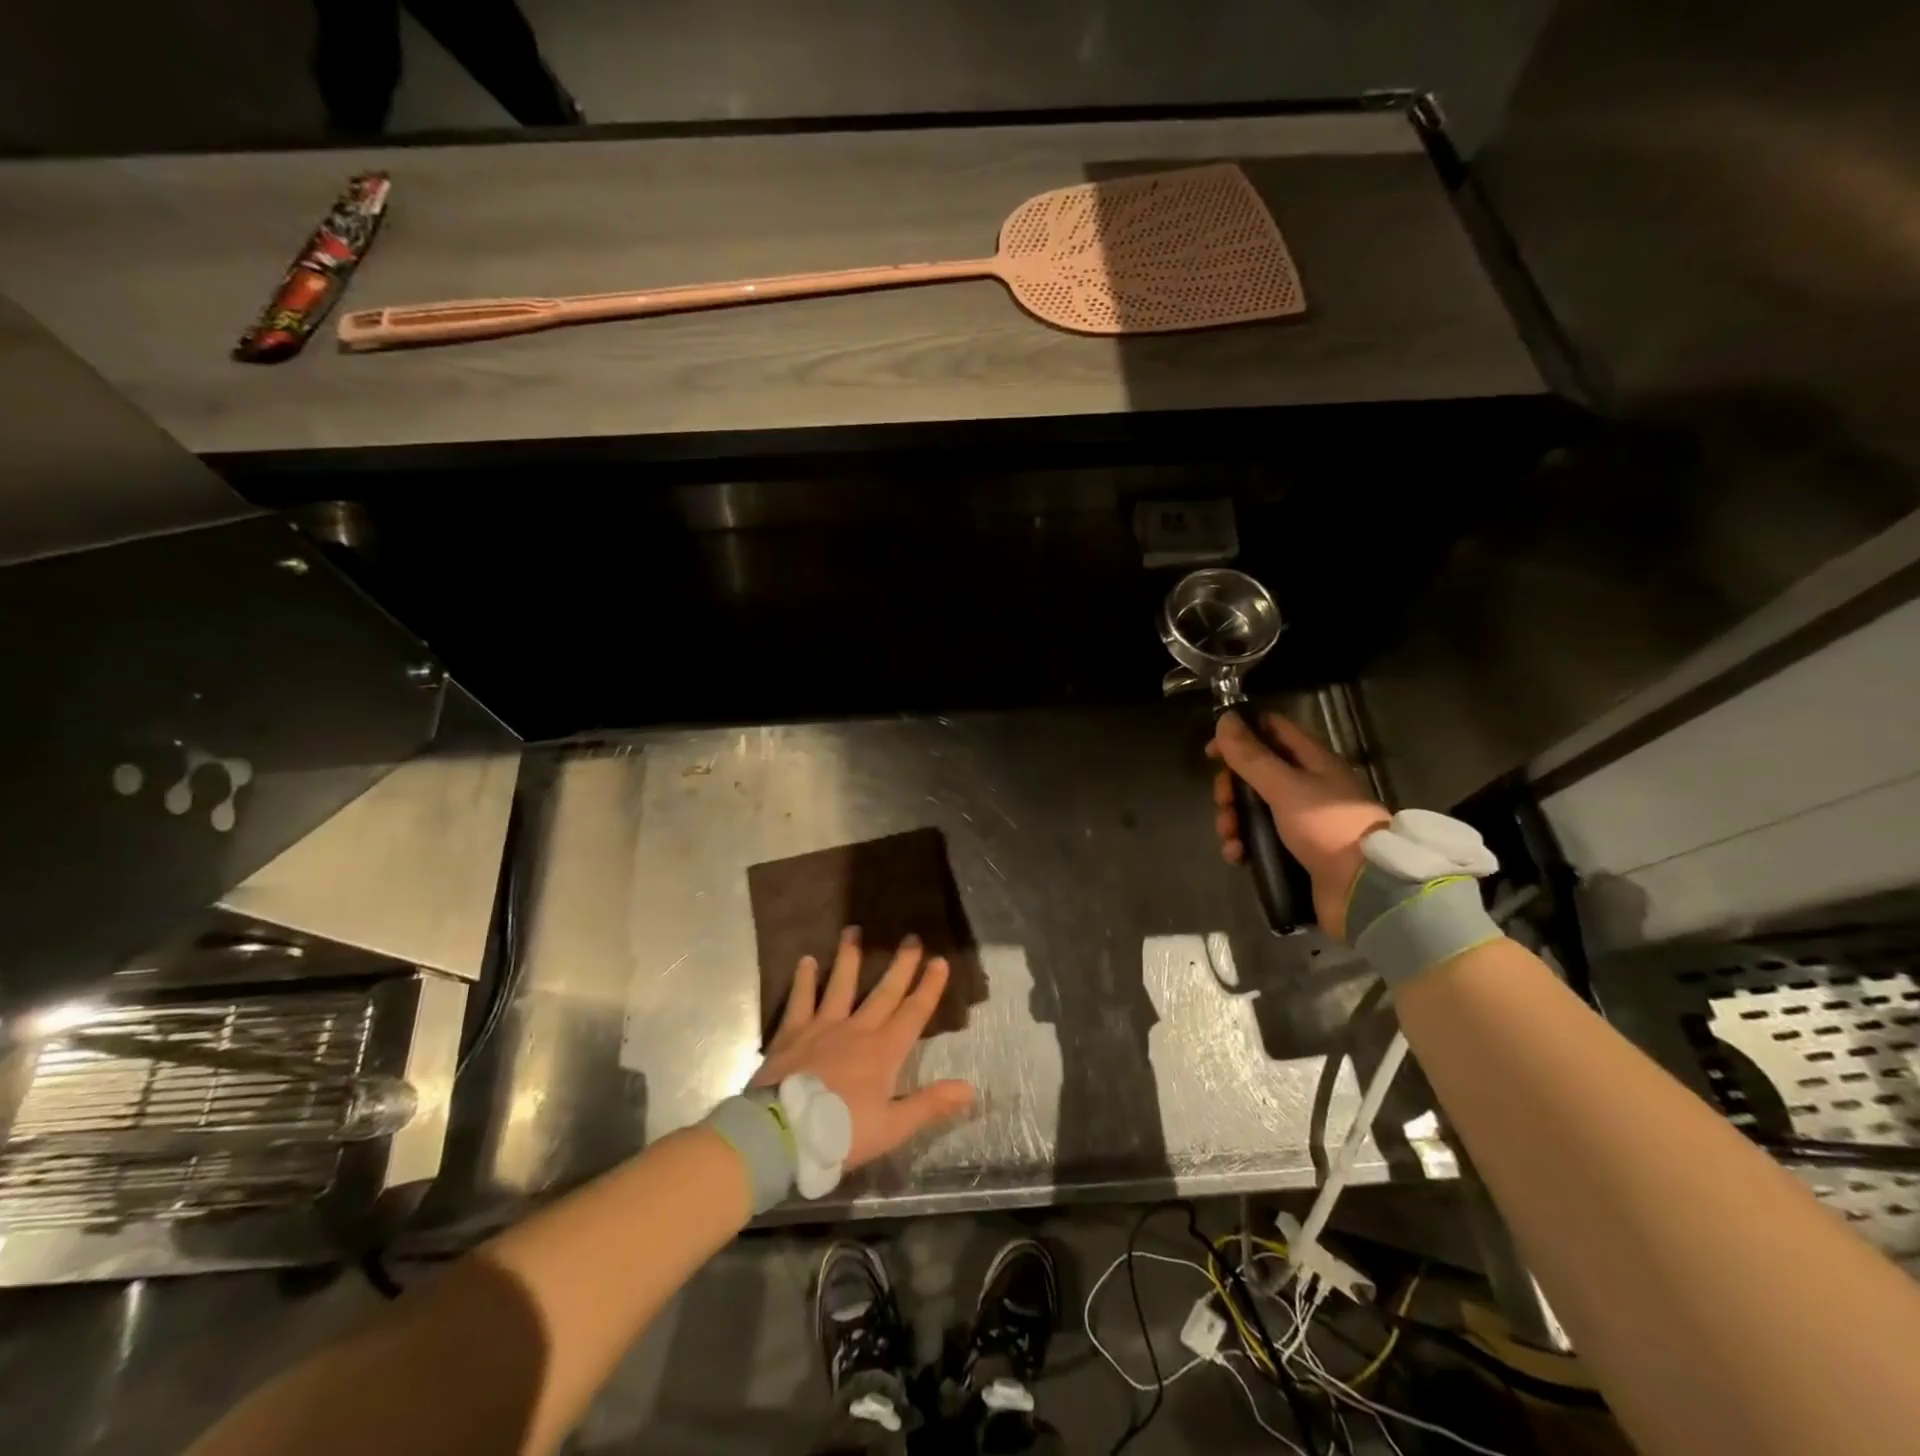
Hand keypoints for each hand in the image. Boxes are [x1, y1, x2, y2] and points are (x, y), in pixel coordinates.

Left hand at [751, 927, 975, 1168]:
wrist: (781, 1134)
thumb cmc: (840, 1133)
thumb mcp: (892, 1127)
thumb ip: (930, 1105)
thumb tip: (971, 1088)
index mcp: (884, 1052)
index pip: (913, 1013)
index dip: (929, 988)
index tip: (940, 961)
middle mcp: (857, 1029)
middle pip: (884, 992)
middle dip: (901, 965)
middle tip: (912, 937)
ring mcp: (823, 1026)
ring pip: (841, 984)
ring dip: (849, 957)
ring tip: (854, 930)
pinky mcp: (792, 1032)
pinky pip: (801, 999)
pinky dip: (804, 979)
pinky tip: (806, 960)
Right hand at [1207, 710, 1390, 938]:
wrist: (1363, 889)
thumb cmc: (1326, 827)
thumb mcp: (1284, 786)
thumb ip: (1252, 755)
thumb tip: (1225, 718)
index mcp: (1313, 761)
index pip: (1272, 730)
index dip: (1240, 735)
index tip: (1212, 753)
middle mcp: (1307, 785)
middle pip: (1256, 773)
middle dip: (1231, 787)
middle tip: (1224, 804)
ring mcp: (1301, 819)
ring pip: (1253, 807)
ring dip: (1233, 819)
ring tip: (1230, 837)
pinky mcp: (1295, 849)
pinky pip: (1259, 838)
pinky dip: (1243, 844)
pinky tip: (1237, 855)